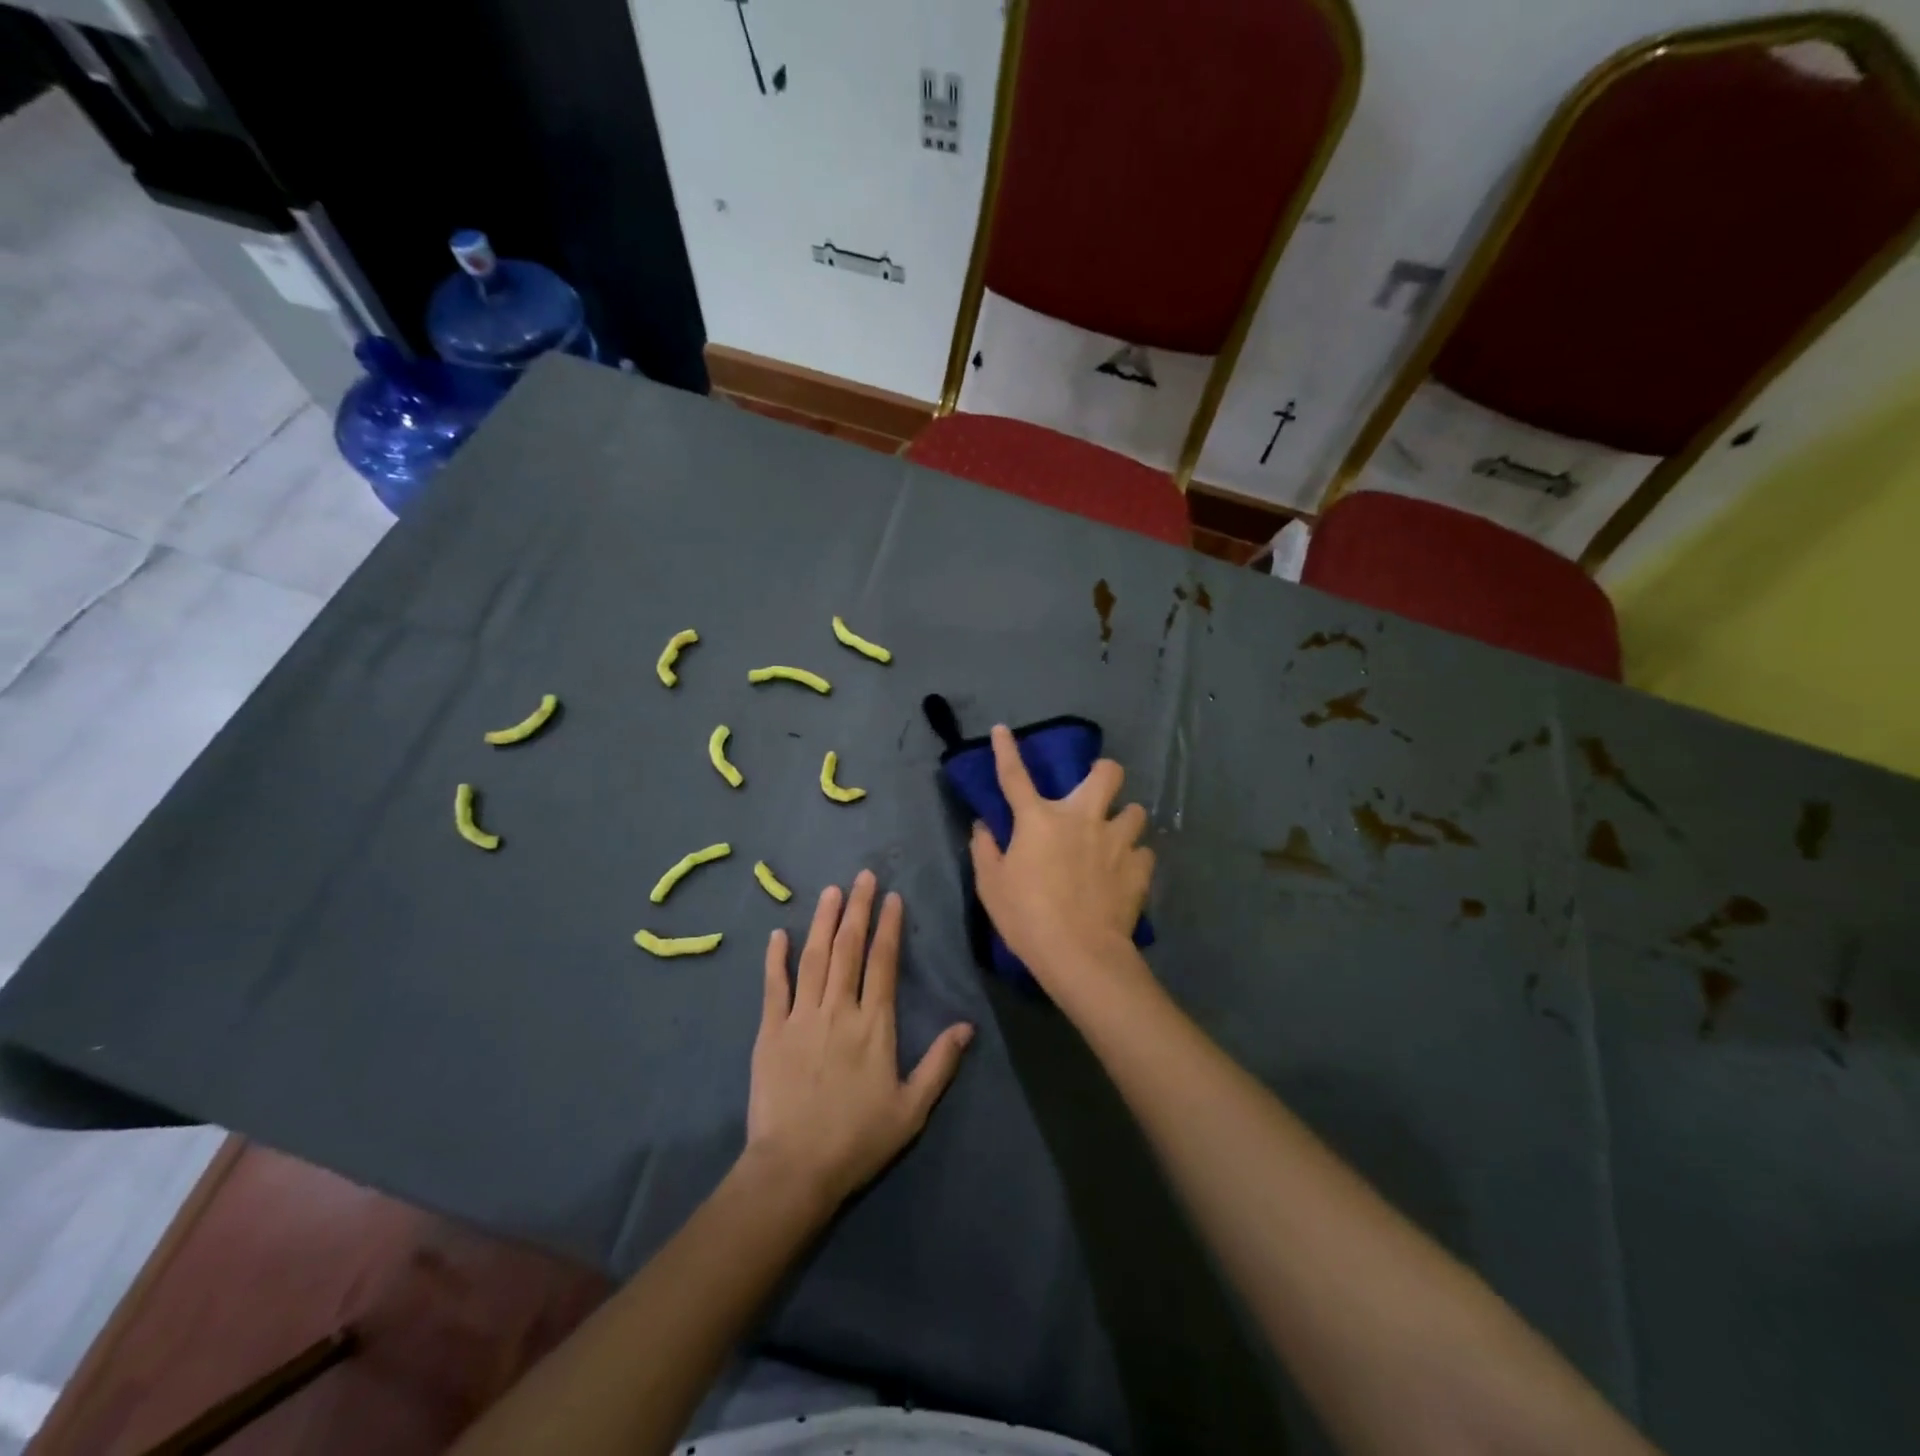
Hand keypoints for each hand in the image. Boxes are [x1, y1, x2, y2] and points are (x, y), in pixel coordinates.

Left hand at [747, 872, 973, 1208]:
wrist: (794, 1169)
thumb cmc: (857, 1139)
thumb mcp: (911, 1109)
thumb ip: (940, 1064)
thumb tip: (967, 1026)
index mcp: (874, 1024)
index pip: (883, 962)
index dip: (889, 927)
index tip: (892, 897)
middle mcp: (838, 1009)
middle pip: (849, 948)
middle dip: (857, 909)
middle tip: (863, 876)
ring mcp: (801, 1017)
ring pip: (814, 957)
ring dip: (823, 921)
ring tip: (831, 891)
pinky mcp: (770, 1031)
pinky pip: (774, 986)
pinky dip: (776, 958)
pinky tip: (779, 933)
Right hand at [969, 724, 1154, 990]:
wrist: (1080, 953)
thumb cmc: (1027, 917)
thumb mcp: (991, 886)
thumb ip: (985, 850)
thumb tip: (983, 826)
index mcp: (1039, 820)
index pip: (1015, 776)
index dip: (1006, 750)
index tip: (1002, 729)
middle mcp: (1082, 818)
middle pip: (1107, 773)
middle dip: (1104, 773)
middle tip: (1095, 793)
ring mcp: (1116, 840)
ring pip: (1136, 810)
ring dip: (1124, 820)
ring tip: (1115, 838)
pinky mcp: (1138, 867)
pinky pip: (1143, 851)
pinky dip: (1134, 858)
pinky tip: (1125, 872)